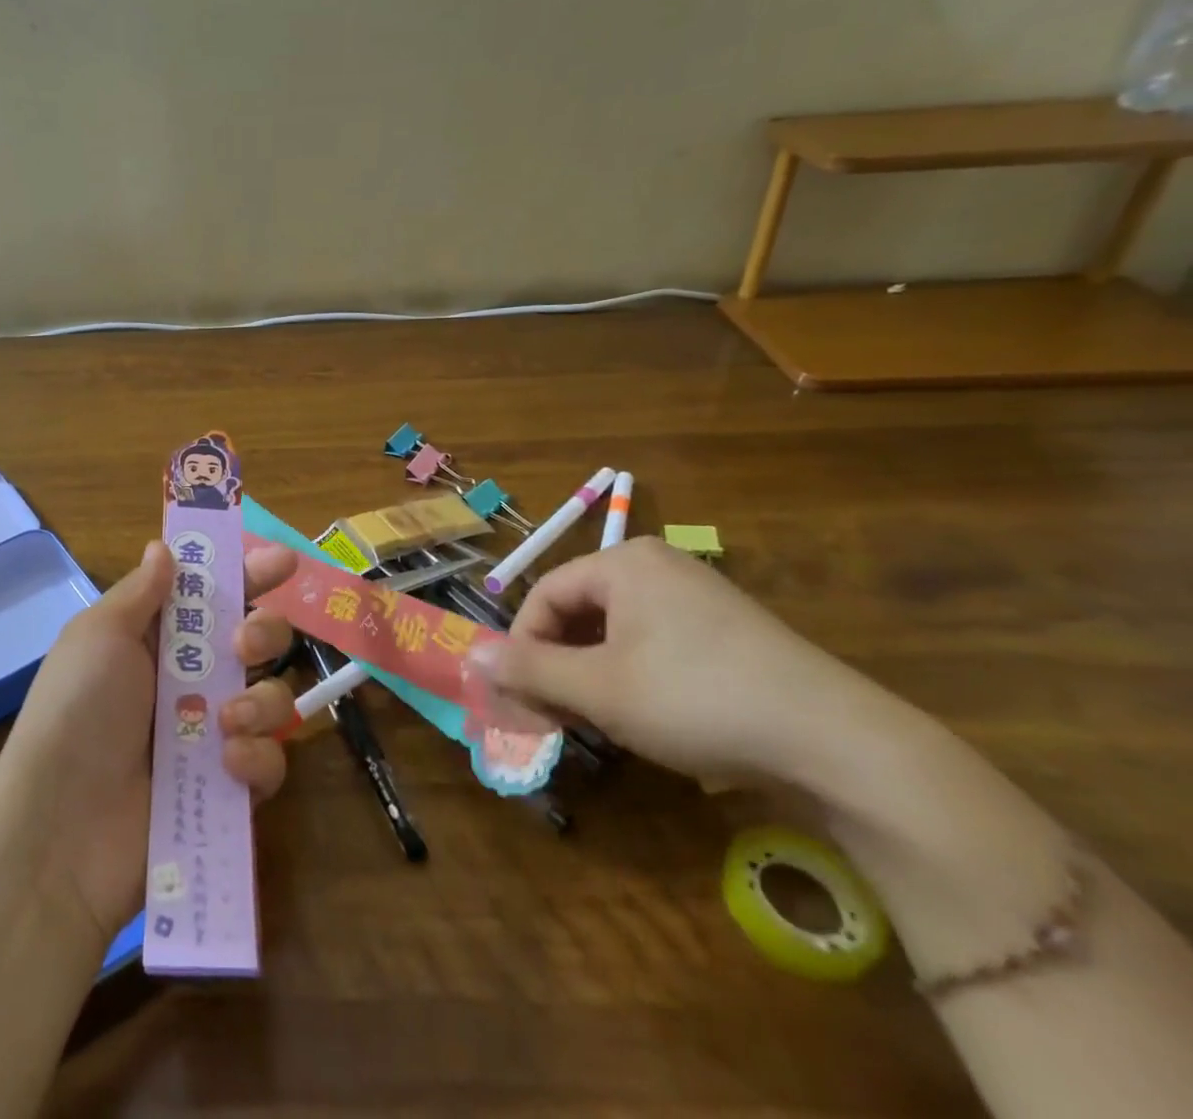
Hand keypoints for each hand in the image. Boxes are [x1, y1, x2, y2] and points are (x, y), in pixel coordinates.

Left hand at [0, 539, 300, 938]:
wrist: (60, 831)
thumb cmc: (76, 713)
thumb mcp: (98, 636)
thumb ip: (141, 592)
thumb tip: (163, 547)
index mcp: (159, 640)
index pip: (214, 594)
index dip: (248, 573)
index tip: (283, 560)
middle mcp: (191, 681)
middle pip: (257, 641)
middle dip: (266, 633)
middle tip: (244, 645)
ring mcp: (211, 736)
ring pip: (272, 698)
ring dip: (259, 701)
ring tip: (226, 720)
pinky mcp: (227, 788)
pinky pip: (269, 763)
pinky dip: (256, 758)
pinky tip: (226, 763)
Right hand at [468, 537, 916, 794]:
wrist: (839, 743)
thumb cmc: (697, 700)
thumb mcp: (599, 690)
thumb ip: (528, 671)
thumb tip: (468, 656)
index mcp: (623, 563)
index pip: (545, 594)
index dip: (523, 647)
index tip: (522, 698)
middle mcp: (658, 566)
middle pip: (580, 611)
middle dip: (559, 665)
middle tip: (556, 717)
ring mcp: (699, 596)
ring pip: (617, 631)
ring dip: (594, 675)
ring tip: (600, 723)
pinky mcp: (730, 631)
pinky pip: (657, 643)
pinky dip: (634, 676)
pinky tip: (649, 718)